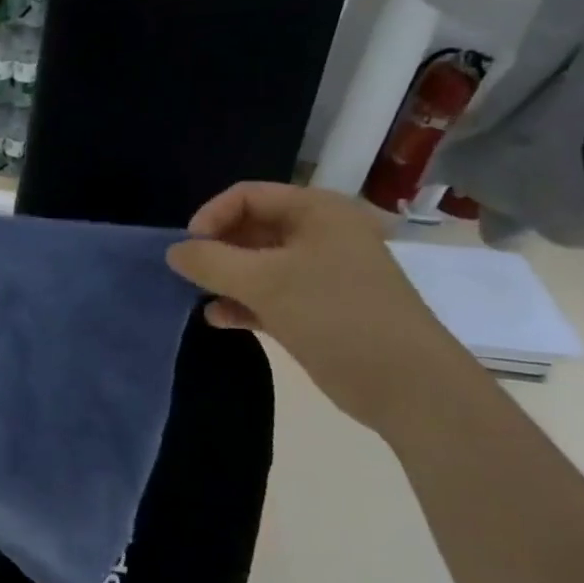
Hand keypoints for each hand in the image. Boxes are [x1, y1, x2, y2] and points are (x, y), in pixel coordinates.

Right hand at [166, 182, 470, 433]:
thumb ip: (211, 262)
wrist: (409, 386)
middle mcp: (320, 235)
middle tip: (191, 275)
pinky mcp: (318, 309)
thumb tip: (174, 252)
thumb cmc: (336, 316)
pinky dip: (242, 303)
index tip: (188, 249)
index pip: (247, 196)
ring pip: (258, 264)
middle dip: (216, 249)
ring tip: (199, 296)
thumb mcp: (265, 282)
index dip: (211, 217)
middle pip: (251, 228)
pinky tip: (219, 319)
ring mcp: (321, 274)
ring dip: (226, 278)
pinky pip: (269, 295)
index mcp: (317, 212)